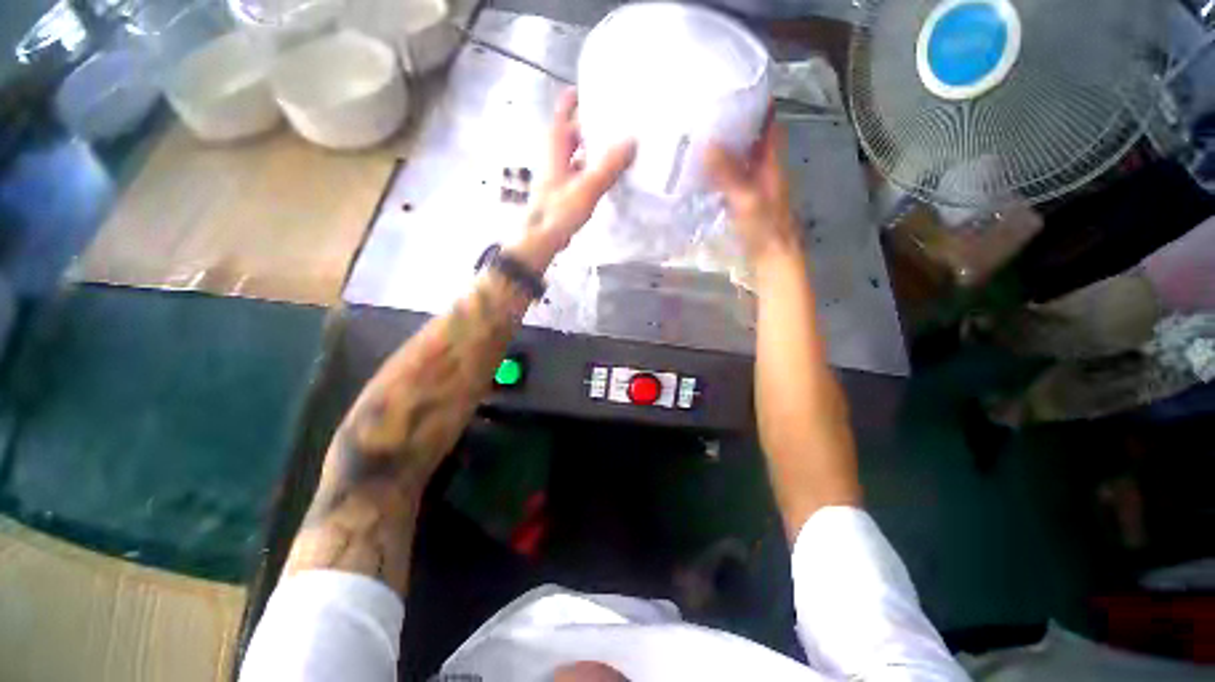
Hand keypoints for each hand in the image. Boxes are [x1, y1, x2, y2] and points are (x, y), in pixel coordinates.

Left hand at [508, 88, 635, 270]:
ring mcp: (560, 172)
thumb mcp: (588, 186)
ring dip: (596, 147)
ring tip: (621, 142)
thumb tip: (632, 141)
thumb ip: (610, 165)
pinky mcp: (565, 189)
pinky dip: (594, 168)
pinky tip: (611, 173)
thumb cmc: (559, 209)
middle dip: (594, 123)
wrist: (542, 238)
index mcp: (556, 144)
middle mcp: (556, 154)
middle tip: (620, 117)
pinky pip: (582, 170)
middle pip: (576, 130)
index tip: (599, 88)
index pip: (564, 110)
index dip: (578, 97)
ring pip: (580, 151)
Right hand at [705, 108, 801, 266]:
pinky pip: (730, 178)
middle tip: (705, 109)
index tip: (734, 86)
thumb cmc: (764, 229)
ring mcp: (753, 186)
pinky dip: (718, 171)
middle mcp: (764, 169)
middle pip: (751, 138)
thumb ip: (728, 173)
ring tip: (697, 134)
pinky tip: (700, 171)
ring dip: (724, 147)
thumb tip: (707, 142)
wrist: (771, 260)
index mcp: (771, 162)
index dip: (756, 102)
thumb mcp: (747, 199)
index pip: (768, 123)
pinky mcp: (743, 202)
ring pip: (740, 158)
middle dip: (734, 122)